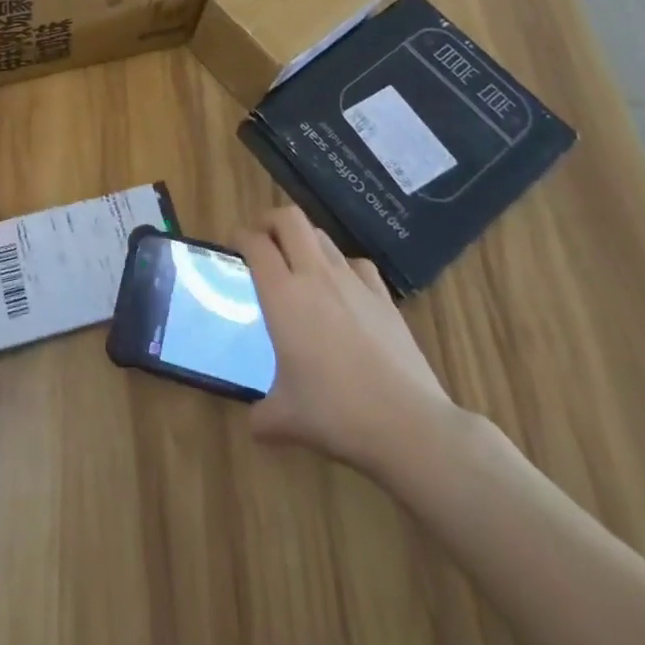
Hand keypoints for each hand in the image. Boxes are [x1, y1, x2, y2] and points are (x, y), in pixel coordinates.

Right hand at [237, 206, 457, 474]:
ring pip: (322, 236)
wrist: (409, 425)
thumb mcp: (286, 419)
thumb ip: (262, 416)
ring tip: (299, 265)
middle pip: (290, 219)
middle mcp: (315, 276)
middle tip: (264, 242)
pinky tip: (344, 289)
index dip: (241, 237)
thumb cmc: (336, 414)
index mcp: (282, 295)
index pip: (256, 244)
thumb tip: (255, 424)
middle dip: (271, 222)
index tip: (234, 246)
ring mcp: (353, 282)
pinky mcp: (384, 297)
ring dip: (305, 241)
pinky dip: (343, 266)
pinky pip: (357, 264)